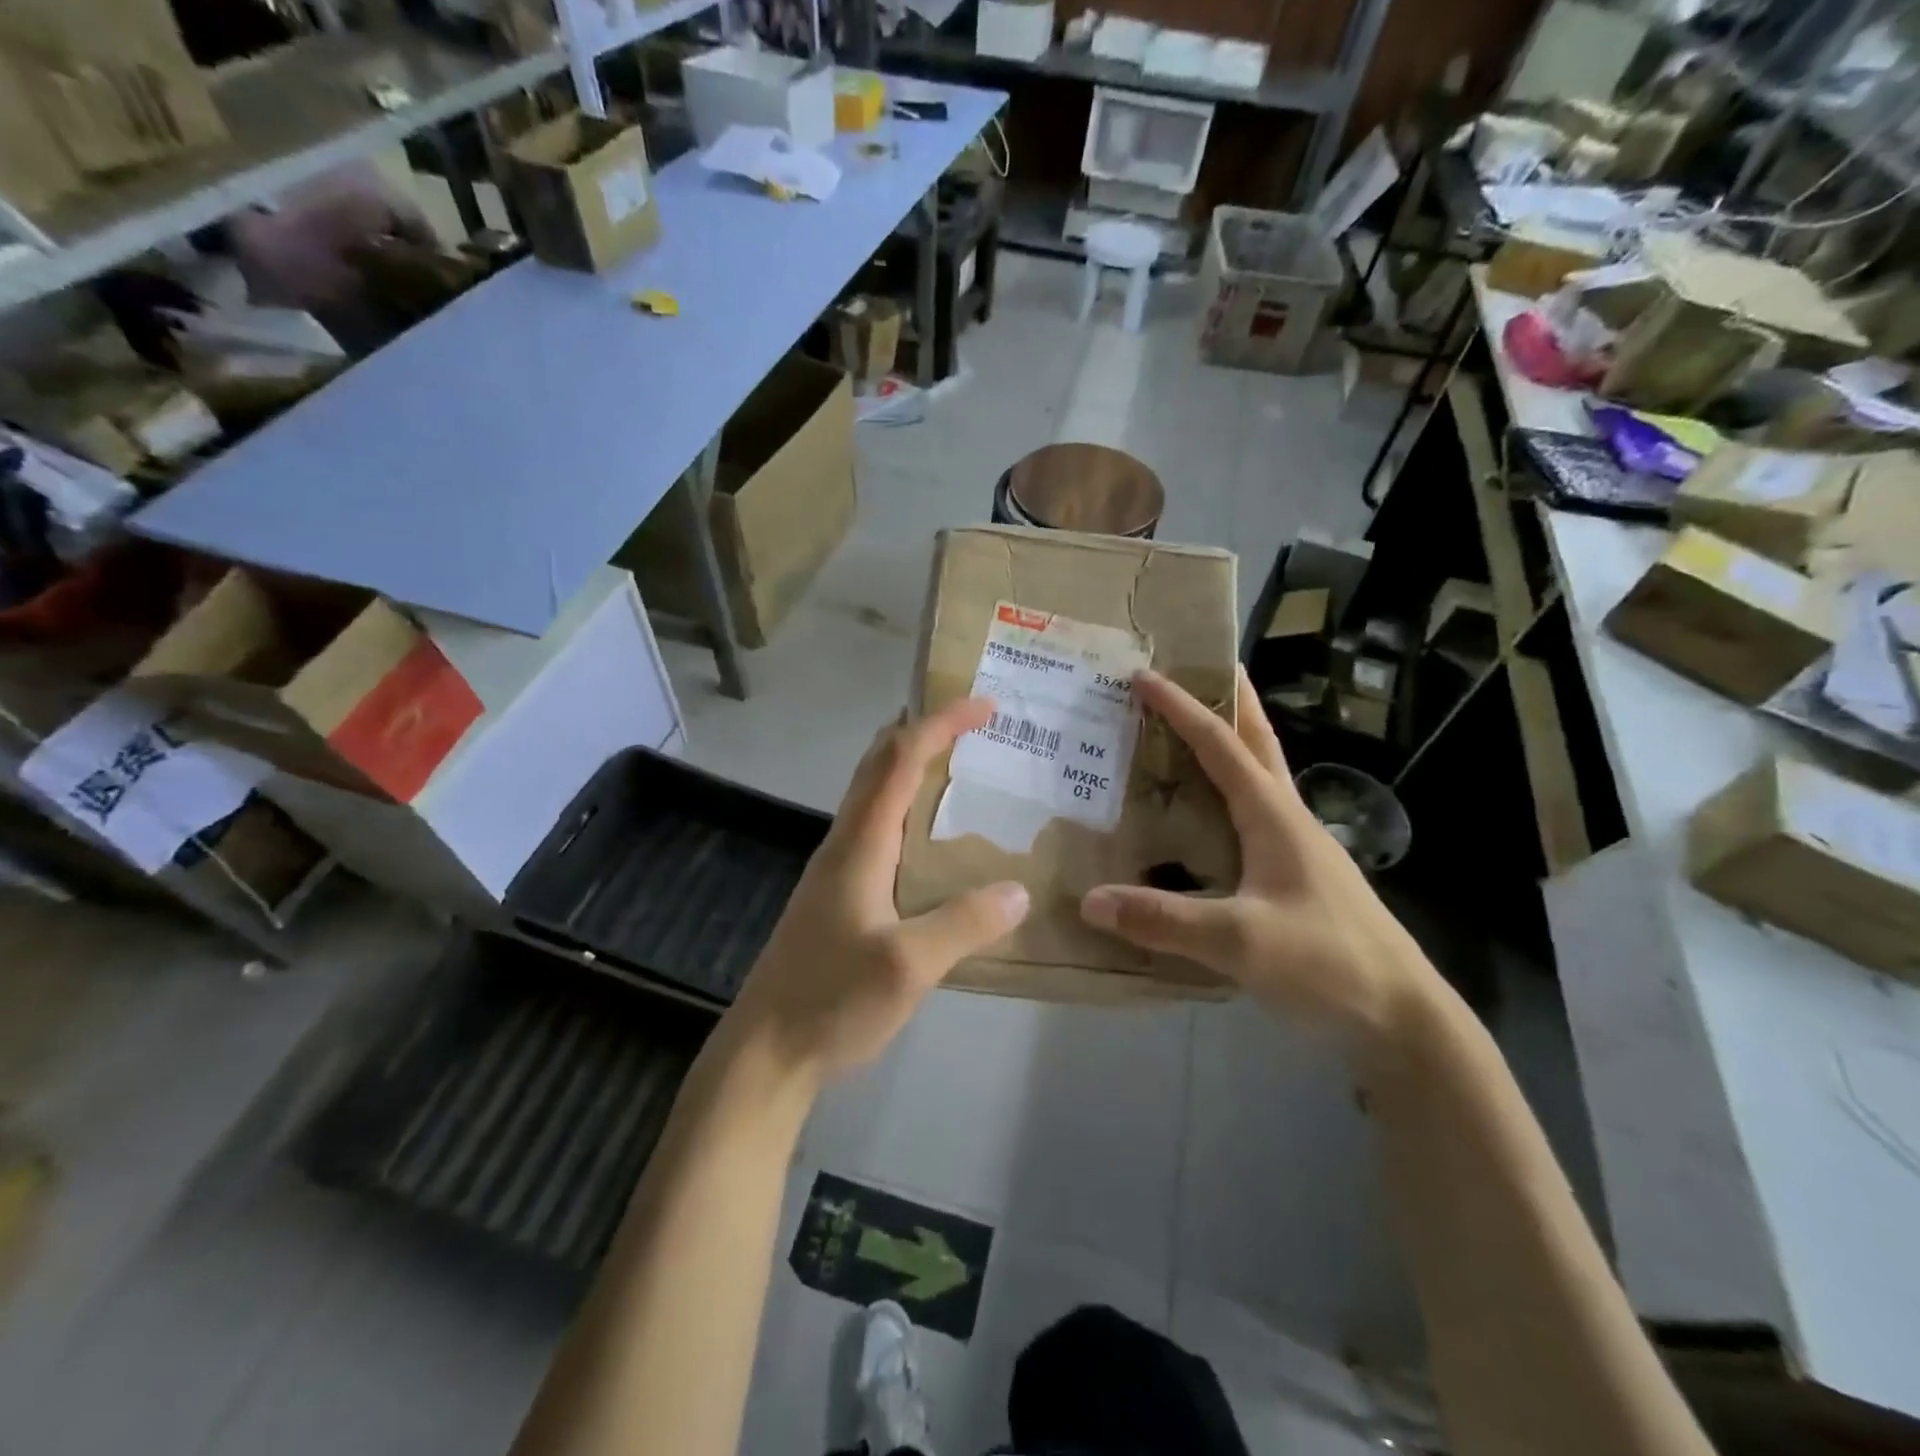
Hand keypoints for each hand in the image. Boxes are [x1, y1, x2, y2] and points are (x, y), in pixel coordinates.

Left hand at [730, 698, 1029, 1082]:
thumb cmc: (831, 1000)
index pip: (900, 759)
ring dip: (913, 766)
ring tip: (962, 769)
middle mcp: (845, 843)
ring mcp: (836, 869)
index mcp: (860, 843)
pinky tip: (932, 840)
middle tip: (974, 725)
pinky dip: (908, 807)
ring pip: (874, 795)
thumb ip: (964, 924)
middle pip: (879, 764)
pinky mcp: (837, 895)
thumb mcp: (909, 966)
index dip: (941, 723)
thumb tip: (1019, 890)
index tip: (985, 705)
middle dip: (924, 731)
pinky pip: (876, 829)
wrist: (766, 1051)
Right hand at [1079, 668, 1435, 1043]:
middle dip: (1232, 699)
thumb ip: (1163, 920)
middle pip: (1259, 741)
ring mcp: (1298, 848)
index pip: (1222, 745)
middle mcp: (1288, 819)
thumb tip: (1089, 899)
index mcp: (1274, 816)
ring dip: (1233, 740)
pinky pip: (1254, 814)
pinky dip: (1229, 791)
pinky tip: (1209, 813)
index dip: (1183, 708)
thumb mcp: (1239, 942)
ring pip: (1261, 776)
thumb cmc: (1326, 964)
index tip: (1144, 675)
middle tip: (1202, 666)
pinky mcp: (1297, 876)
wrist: (1401, 1017)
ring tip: (1196, 727)